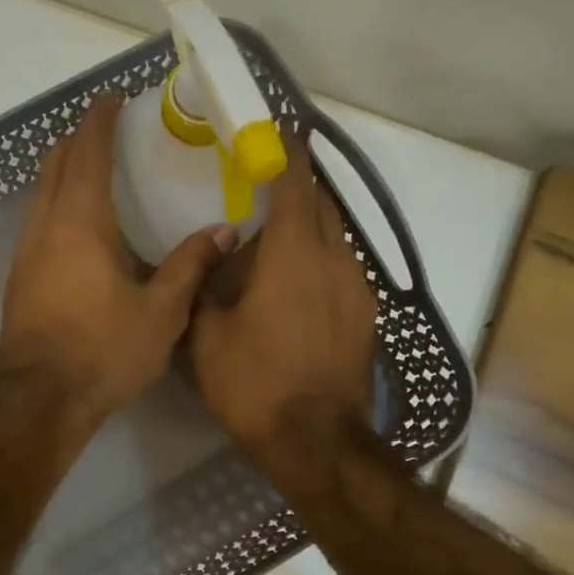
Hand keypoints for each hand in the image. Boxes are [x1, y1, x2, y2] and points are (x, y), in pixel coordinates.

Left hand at [0, 95, 234, 445]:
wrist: (43, 400)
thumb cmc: (105, 351)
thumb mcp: (161, 312)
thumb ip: (191, 265)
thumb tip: (224, 231)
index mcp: (81, 223)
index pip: (87, 153)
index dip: (99, 121)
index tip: (113, 99)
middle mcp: (45, 226)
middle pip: (54, 164)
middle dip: (77, 140)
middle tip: (105, 132)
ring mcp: (25, 253)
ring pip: (40, 193)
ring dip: (63, 172)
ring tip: (93, 173)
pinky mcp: (18, 279)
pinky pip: (36, 221)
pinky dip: (55, 204)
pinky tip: (78, 227)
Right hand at [189, 136, 376, 464]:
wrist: (316, 441)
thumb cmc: (255, 383)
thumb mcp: (207, 336)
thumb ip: (207, 286)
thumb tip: (216, 256)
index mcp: (295, 253)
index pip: (296, 182)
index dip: (286, 152)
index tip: (274, 133)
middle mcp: (336, 259)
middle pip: (322, 206)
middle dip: (296, 192)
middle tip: (262, 194)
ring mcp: (359, 289)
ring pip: (335, 240)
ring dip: (308, 233)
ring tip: (274, 250)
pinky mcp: (366, 317)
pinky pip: (342, 271)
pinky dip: (319, 265)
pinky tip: (295, 291)